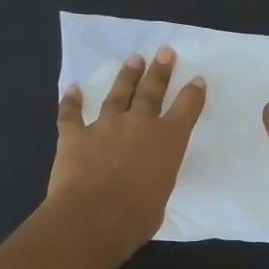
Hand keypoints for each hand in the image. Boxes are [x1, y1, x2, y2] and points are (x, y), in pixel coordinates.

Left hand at [48, 48, 205, 260]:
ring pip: (117, 94)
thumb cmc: (136, 216)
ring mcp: (105, 126)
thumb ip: (156, 179)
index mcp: (168, 141)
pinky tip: (73, 90)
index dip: (193, 93)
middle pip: (152, 91)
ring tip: (133, 61)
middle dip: (160, 71)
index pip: (186, 109)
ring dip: (126, 77)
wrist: (93, 216)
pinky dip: (71, 101)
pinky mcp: (75, 135)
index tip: (197, 80)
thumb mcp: (161, 196)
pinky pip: (71, 113)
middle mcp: (139, 124)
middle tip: (164, 52)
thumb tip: (145, 180)